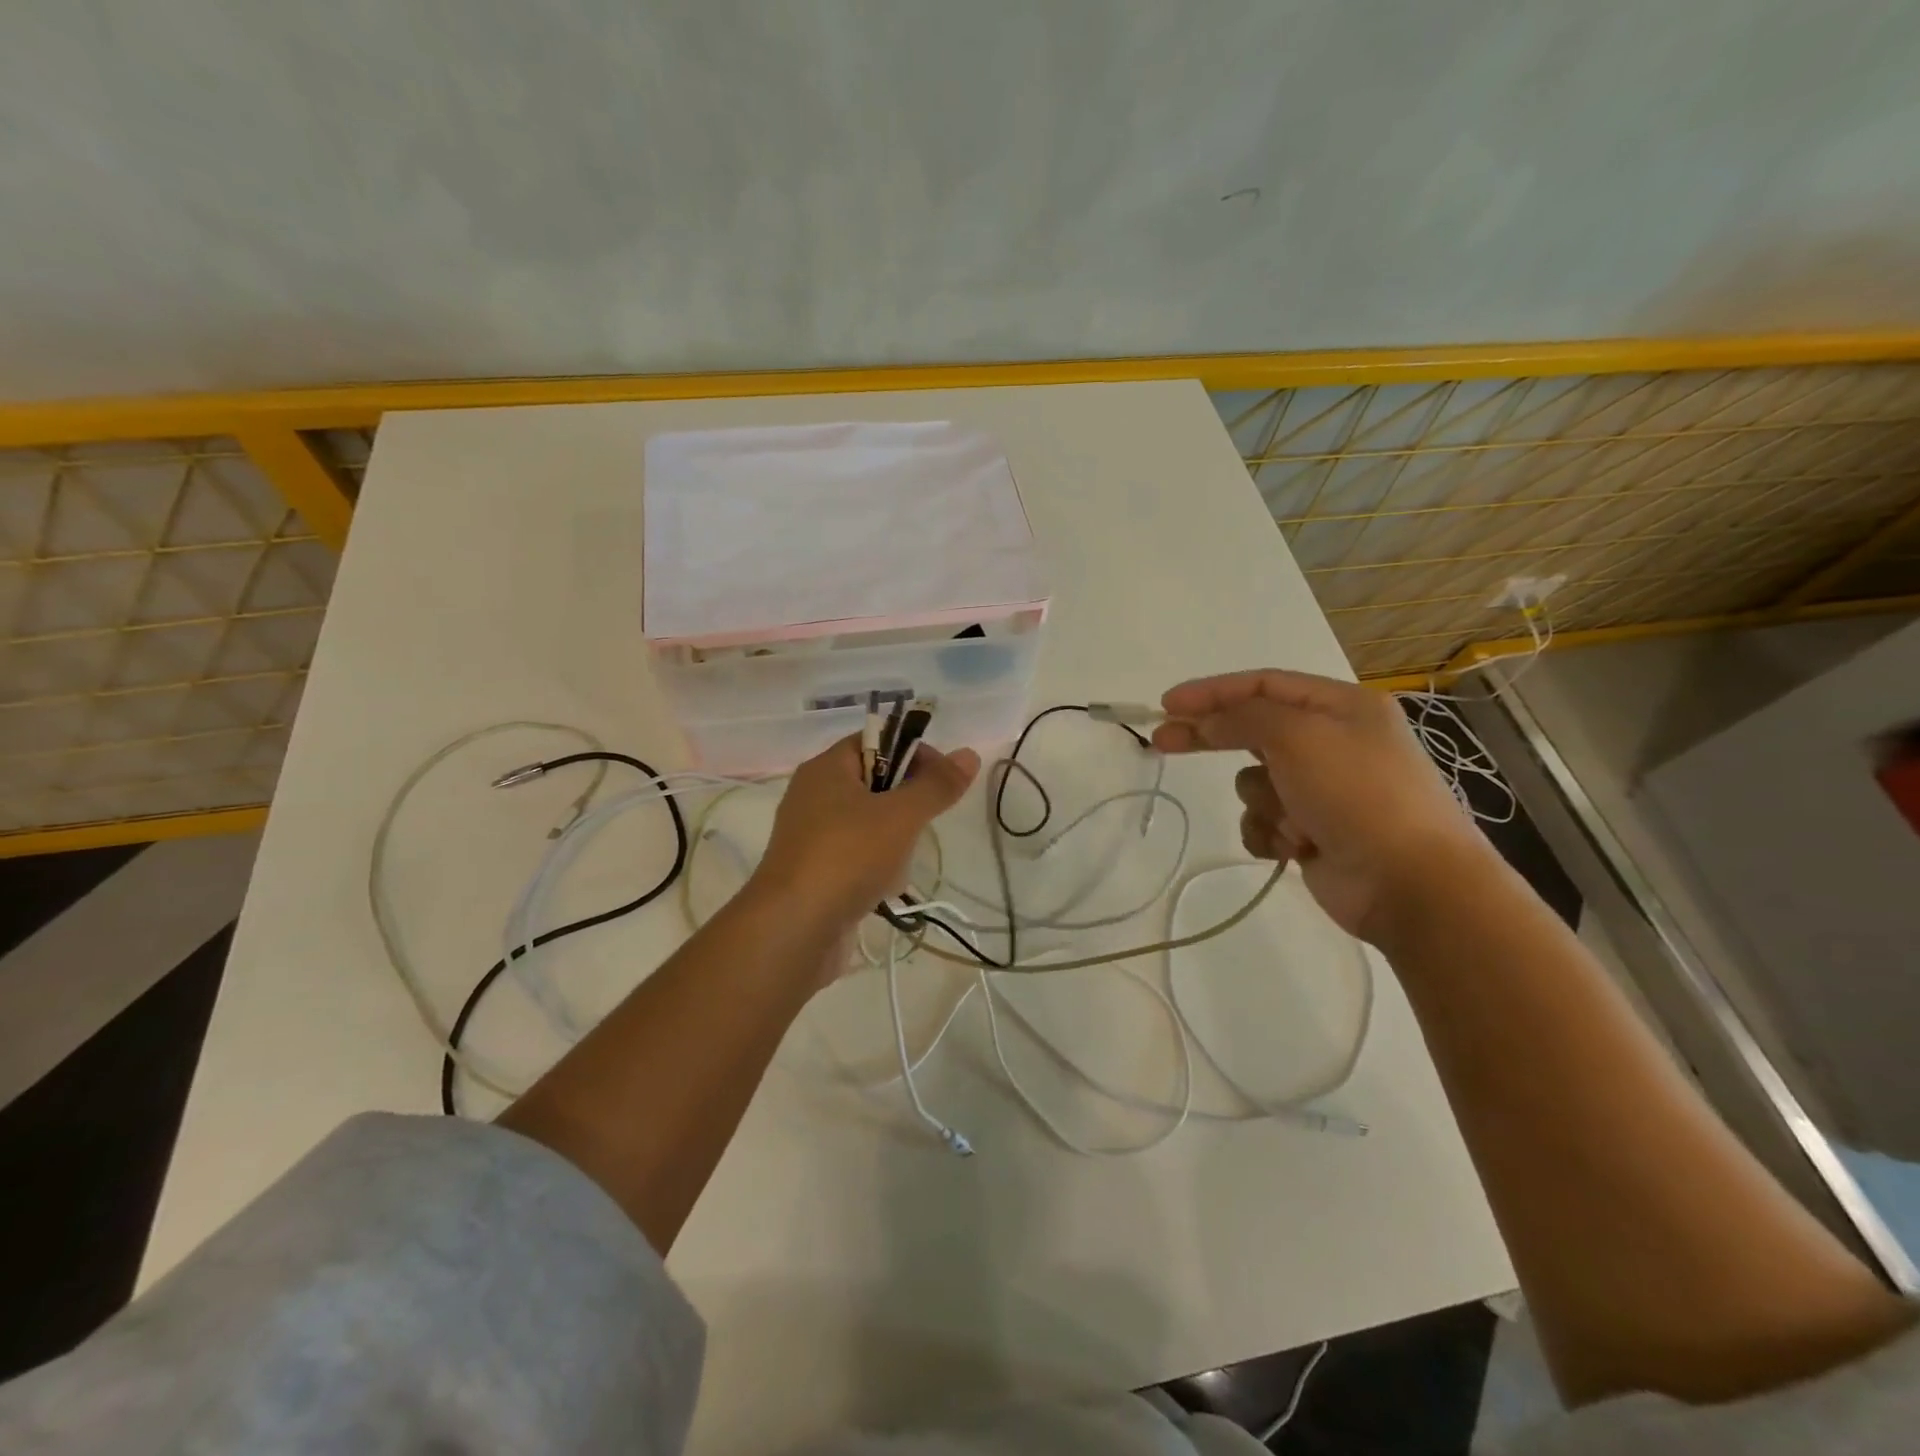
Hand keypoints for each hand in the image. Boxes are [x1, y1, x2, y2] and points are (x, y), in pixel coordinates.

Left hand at [749, 735, 980, 930]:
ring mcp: (811, 837)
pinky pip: (856, 858)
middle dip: (905, 806)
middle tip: (918, 825)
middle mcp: (813, 796)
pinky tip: (883, 889)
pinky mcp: (814, 873)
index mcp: (826, 769)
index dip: (913, 753)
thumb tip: (968, 754)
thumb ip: (936, 785)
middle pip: (875, 784)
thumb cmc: (848, 856)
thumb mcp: (901, 815)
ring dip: (893, 843)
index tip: (941, 780)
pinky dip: (875, 870)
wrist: (794, 929)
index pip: (875, 741)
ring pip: (869, 825)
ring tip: (897, 865)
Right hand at [1152, 669, 1490, 942]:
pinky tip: (1293, 846)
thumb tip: (1204, 721)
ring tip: (1294, 821)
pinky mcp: (1312, 830)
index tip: (1168, 704)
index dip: (1212, 691)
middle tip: (1162, 741)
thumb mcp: (1298, 737)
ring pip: (1255, 781)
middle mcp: (1333, 742)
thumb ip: (1242, 718)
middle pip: (1253, 730)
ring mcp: (1323, 789)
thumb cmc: (1358, 795)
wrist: (1410, 883)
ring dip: (1263, 801)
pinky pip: (1265, 820)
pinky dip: (1270, 832)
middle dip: (1212, 737)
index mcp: (1341, 707)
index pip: (1262, 685)